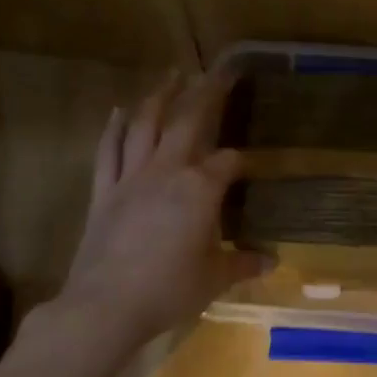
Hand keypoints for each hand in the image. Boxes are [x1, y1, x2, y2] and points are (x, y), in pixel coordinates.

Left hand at [59, 70, 268, 343]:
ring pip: (145, 125)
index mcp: (200, 189)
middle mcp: (166, 171)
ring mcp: (131, 178)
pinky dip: (115, 128)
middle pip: (188, 122)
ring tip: (172, 74)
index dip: (240, 161)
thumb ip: (243, 263)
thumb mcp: (214, 278)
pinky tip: (120, 110)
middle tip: (219, 71)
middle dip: (206, 94)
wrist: (107, 305)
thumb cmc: (169, 290)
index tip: (248, 165)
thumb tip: (273, 261)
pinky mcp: (104, 191)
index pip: (227, 162)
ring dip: (160, 97)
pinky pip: (108, 151)